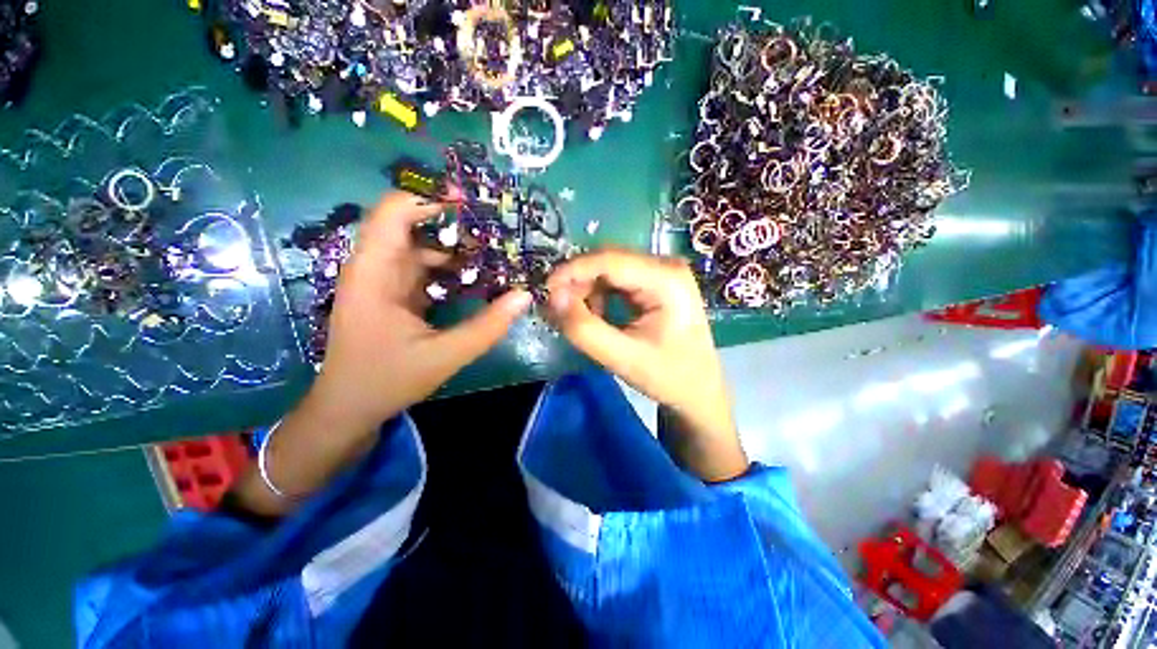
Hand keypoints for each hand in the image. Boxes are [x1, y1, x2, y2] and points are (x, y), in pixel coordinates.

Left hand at [307, 191, 531, 433]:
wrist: (349, 408)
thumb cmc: (386, 380)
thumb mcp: (444, 356)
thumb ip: (488, 326)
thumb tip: (525, 295)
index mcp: (374, 273)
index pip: (394, 212)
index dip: (430, 198)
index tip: (472, 202)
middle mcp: (376, 267)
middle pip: (412, 224)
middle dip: (454, 222)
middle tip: (496, 228)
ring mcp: (385, 280)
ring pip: (422, 247)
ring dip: (457, 247)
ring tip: (496, 252)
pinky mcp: (395, 293)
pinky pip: (425, 268)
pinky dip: (452, 268)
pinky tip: (478, 277)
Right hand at [546, 249, 746, 481]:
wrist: (698, 390)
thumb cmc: (668, 377)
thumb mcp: (623, 358)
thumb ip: (584, 329)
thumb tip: (552, 298)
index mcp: (666, 279)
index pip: (609, 260)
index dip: (572, 271)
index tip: (544, 291)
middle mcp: (665, 265)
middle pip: (607, 261)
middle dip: (577, 283)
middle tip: (556, 310)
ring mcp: (661, 272)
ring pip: (608, 269)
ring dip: (586, 290)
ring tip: (577, 318)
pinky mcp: (655, 282)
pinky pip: (616, 279)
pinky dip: (598, 295)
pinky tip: (596, 315)